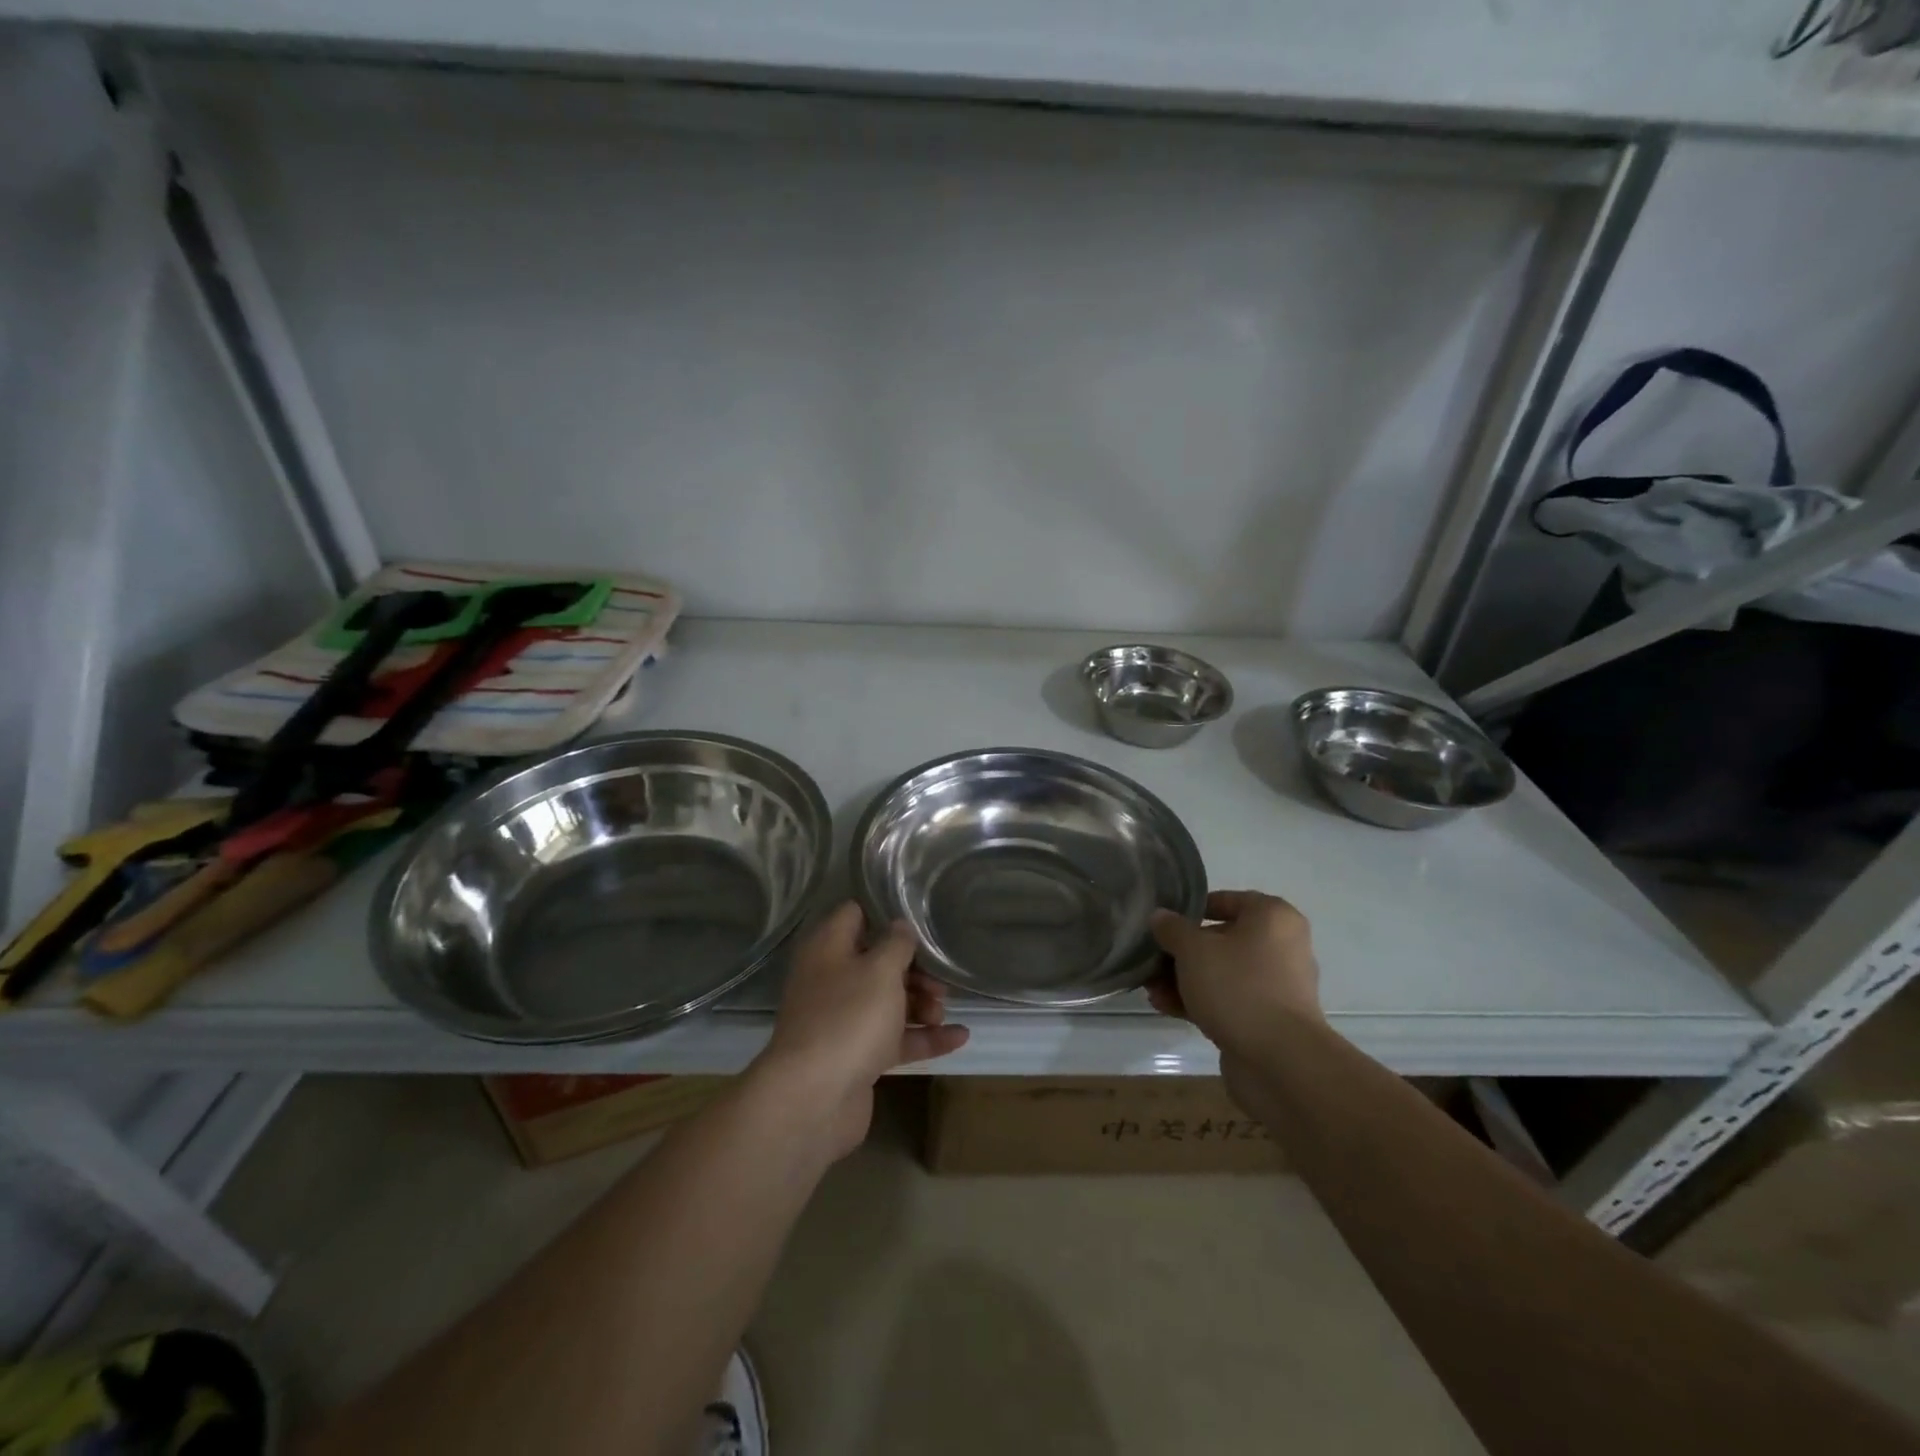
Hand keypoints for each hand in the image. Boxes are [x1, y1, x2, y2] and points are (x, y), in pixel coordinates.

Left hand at [752, 901, 968, 1158]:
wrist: (814, 1098)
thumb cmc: (849, 1017)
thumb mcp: (880, 970)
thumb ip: (896, 944)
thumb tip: (900, 925)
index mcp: (828, 949)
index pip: (854, 915)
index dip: (885, 914)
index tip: (919, 919)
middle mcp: (831, 980)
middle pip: (877, 962)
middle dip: (913, 969)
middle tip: (941, 979)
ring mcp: (842, 1020)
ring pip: (887, 1002)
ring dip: (920, 1003)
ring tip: (943, 1010)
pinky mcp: (856, 1056)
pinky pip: (893, 1039)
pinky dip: (923, 1037)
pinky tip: (960, 1037)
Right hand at [1147, 890, 1321, 1059]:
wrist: (1280, 1061)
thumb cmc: (1238, 986)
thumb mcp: (1193, 950)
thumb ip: (1172, 929)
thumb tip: (1161, 916)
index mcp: (1273, 918)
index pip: (1227, 900)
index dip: (1192, 909)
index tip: (1164, 921)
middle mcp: (1280, 947)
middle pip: (1221, 939)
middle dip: (1182, 952)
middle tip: (1152, 959)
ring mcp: (1276, 986)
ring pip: (1221, 973)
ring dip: (1184, 980)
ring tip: (1151, 990)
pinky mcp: (1268, 1019)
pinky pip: (1228, 1000)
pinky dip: (1199, 1001)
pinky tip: (1166, 1007)